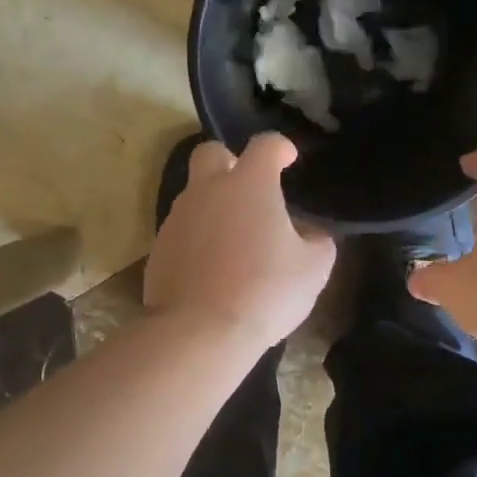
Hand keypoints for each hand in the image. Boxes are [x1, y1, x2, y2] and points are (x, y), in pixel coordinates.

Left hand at [144, 133, 336, 351]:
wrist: (199, 331)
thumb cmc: (265, 291)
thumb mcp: (313, 269)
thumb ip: (317, 242)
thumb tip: (309, 234)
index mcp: (249, 184)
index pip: (264, 145)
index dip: (279, 147)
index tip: (288, 158)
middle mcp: (207, 190)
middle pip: (211, 153)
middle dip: (230, 161)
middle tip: (249, 188)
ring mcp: (177, 219)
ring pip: (194, 195)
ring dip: (214, 206)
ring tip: (235, 240)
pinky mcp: (158, 249)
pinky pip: (182, 231)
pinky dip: (198, 239)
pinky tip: (213, 268)